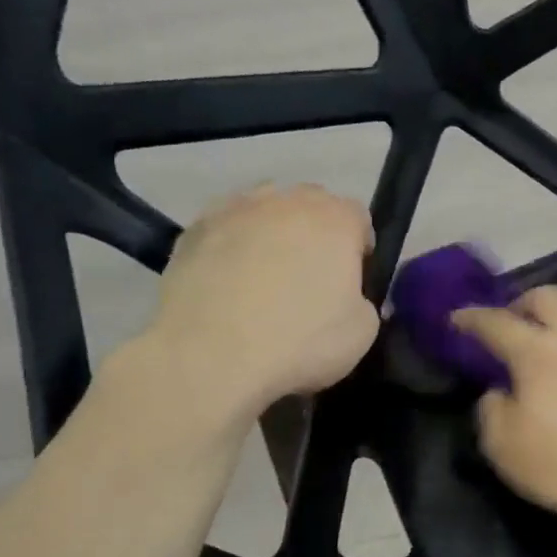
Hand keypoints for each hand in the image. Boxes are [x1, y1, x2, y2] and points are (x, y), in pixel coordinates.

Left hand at [136, 185, 378, 421]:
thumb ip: (361, 300)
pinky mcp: (194, 229)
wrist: (211, 354)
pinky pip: (224, 229)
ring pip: (263, 209)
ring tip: (263, 274)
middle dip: (315, 232)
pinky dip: (231, 246)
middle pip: (310, 204)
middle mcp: (286, 202)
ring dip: (271, 232)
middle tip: (309, 276)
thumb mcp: (362, 332)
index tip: (351, 279)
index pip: (358, 217)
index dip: (358, 247)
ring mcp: (235, 210)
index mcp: (335, 220)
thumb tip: (347, 296)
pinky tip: (227, 281)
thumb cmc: (300, 341)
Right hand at [454, 287, 556, 538]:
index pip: (496, 322)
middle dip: (521, 304)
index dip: (472, 317)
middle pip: (547, 296)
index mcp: (537, 352)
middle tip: (511, 324)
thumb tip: (498, 391)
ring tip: (556, 332)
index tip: (457, 318)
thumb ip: (491, 410)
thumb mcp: (504, 447)